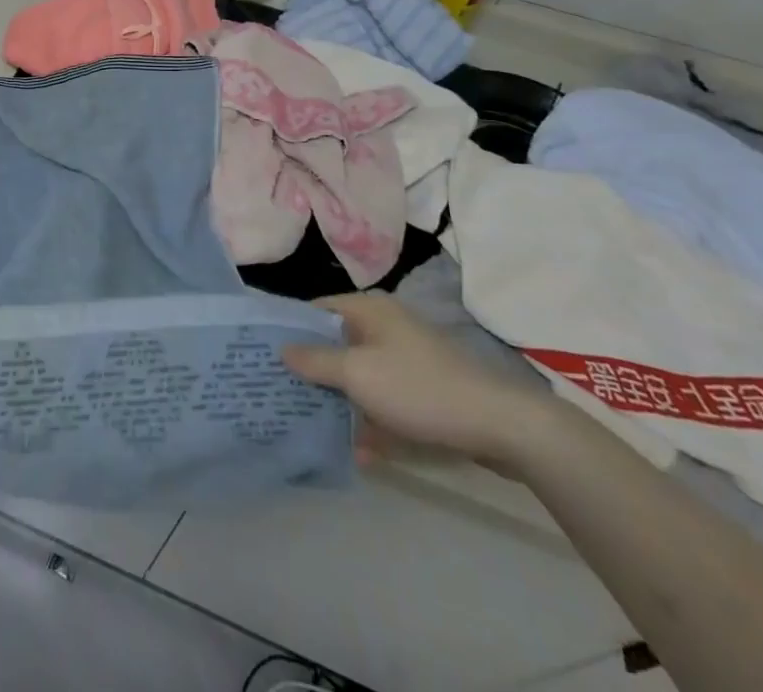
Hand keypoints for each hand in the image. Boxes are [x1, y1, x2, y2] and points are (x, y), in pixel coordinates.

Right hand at [282, 292, 550, 469]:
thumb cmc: (418, 388)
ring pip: (360, 376)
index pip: (316, 309)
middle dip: (311, 370)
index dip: (289, 329)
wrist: (500, 426)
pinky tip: (359, 453)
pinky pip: (385, 401)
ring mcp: (406, 360)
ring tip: (309, 424)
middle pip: (336, 344)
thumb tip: (282, 349)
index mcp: (368, 310)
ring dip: (340, 400)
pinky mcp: (424, 392)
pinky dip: (371, 421)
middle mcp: (385, 327)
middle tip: (280, 392)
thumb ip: (316, 361)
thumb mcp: (358, 374)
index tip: (263, 353)